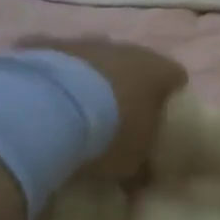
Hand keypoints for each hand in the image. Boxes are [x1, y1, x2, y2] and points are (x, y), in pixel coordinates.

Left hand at [17, 38, 186, 181]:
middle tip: (118, 118)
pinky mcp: (47, 43)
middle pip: (134, 64)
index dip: (171, 98)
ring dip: (91, 79)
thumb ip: (142, 166)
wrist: (50, 110)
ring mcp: (85, 42)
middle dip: (128, 87)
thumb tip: (142, 177)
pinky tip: (43, 99)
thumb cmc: (108, 134)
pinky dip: (54, 76)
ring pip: (95, 58)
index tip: (161, 119)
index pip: (176, 77)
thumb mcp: (133, 162)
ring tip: (77, 111)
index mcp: (156, 71)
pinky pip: (56, 57)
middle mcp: (125, 48)